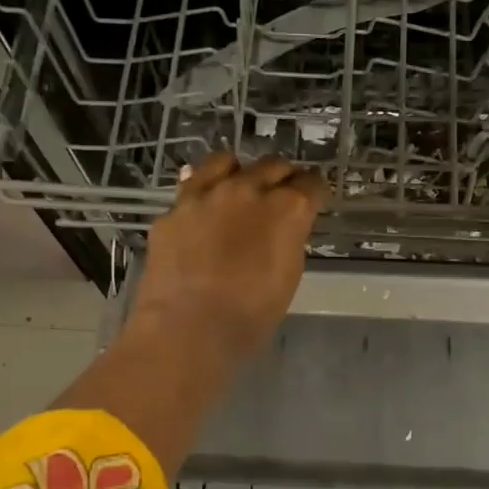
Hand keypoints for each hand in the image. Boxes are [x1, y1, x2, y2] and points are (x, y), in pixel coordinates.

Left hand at [128, 153, 327, 362]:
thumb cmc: (250, 314)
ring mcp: (206, 194)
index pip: (312, 183)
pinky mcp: (174, 209)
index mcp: (287, 209)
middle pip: (273, 165)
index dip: (314, 193)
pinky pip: (190, 187)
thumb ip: (288, 238)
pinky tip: (201, 211)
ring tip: (237, 187)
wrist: (187, 327)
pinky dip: (202, 195)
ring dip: (238, 172)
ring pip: (226, 161)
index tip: (312, 201)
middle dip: (282, 177)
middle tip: (281, 194)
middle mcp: (248, 190)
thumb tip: (283, 228)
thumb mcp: (288, 275)